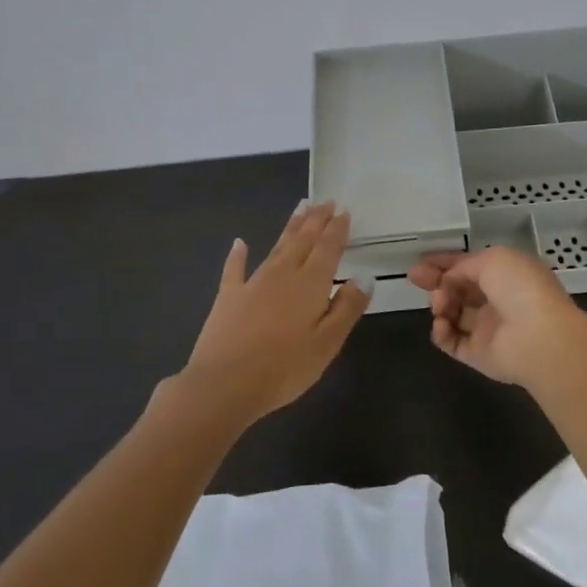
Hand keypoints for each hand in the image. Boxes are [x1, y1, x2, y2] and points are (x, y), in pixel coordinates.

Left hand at [172, 202, 370, 426]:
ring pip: (276, 248)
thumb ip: (347, 308)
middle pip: (303, 241)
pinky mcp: (228, 298)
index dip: (336, 229)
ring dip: (290, 228)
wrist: (223, 385)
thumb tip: (363, 277)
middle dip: (316, 220)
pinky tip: (239, 243)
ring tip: (301, 208)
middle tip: (325, 201)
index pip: (327, 248)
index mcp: (310, 284)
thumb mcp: (327, 343)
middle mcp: (282, 275)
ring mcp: (252, 284)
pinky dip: (238, 255)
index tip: (343, 211)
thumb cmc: (284, 367)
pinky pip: (235, 269)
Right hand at [407, 246, 586, 391]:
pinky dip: (442, 331)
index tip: (422, 260)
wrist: (539, 337)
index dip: (446, 262)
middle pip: (459, 289)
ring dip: (441, 304)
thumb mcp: (492, 260)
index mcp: (506, 274)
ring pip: (452, 314)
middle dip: (436, 282)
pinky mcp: (478, 354)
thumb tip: (449, 280)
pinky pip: (451, 341)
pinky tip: (442, 323)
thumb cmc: (520, 288)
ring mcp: (487, 329)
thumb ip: (464, 266)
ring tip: (440, 303)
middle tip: (414, 277)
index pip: (471, 266)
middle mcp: (497, 300)